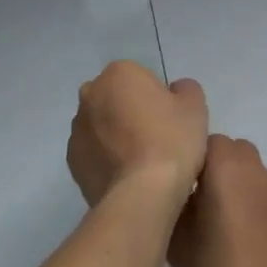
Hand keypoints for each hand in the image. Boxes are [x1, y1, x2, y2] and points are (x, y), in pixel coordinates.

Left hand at [67, 61, 209, 207]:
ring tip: (141, 160)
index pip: (141, 77)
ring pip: (101, 124)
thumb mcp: (195, 106)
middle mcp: (90, 94)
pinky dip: (106, 157)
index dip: (158, 97)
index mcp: (119, 73)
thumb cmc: (171, 141)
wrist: (142, 194)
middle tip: (156, 137)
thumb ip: (184, 88)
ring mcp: (77, 128)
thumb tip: (173, 92)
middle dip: (130, 110)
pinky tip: (126, 174)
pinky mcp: (72, 160)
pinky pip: (93, 151)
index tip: (170, 119)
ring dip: (116, 133)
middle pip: (116, 97)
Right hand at [169, 135, 266, 266]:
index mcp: (228, 169)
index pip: (207, 142)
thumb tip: (180, 191)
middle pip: (234, 153)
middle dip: (217, 171)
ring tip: (228, 232)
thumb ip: (177, 203)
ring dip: (241, 191)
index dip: (192, 162)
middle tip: (202, 207)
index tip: (181, 190)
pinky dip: (261, 213)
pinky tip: (254, 249)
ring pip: (255, 178)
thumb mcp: (176, 241)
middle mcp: (259, 172)